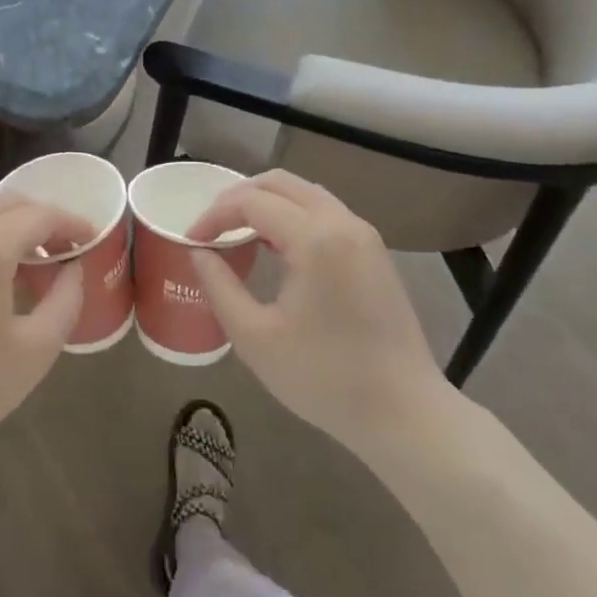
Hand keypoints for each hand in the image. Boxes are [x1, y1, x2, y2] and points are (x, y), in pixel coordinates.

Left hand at [0, 191, 94, 479]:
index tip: (91, 237)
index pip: (38, 215)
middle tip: (62, 246)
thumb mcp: (36, 349)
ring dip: (6, 224)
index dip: (71, 221)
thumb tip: (73, 268)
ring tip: (27, 257)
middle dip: (39, 217)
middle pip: (4, 203)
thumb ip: (66, 298)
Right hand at [186, 171, 448, 445]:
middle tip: (211, 228)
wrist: (405, 414)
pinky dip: (292, 215)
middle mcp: (343, 223)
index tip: (191, 240)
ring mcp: (364, 235)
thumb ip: (219, 286)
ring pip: (305, 193)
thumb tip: (198, 252)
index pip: (251, 202)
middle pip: (280, 183)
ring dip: (267, 203)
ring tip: (238, 233)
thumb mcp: (255, 337)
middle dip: (238, 197)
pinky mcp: (375, 252)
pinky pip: (325, 212)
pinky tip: (275, 247)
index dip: (214, 215)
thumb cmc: (325, 378)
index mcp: (315, 239)